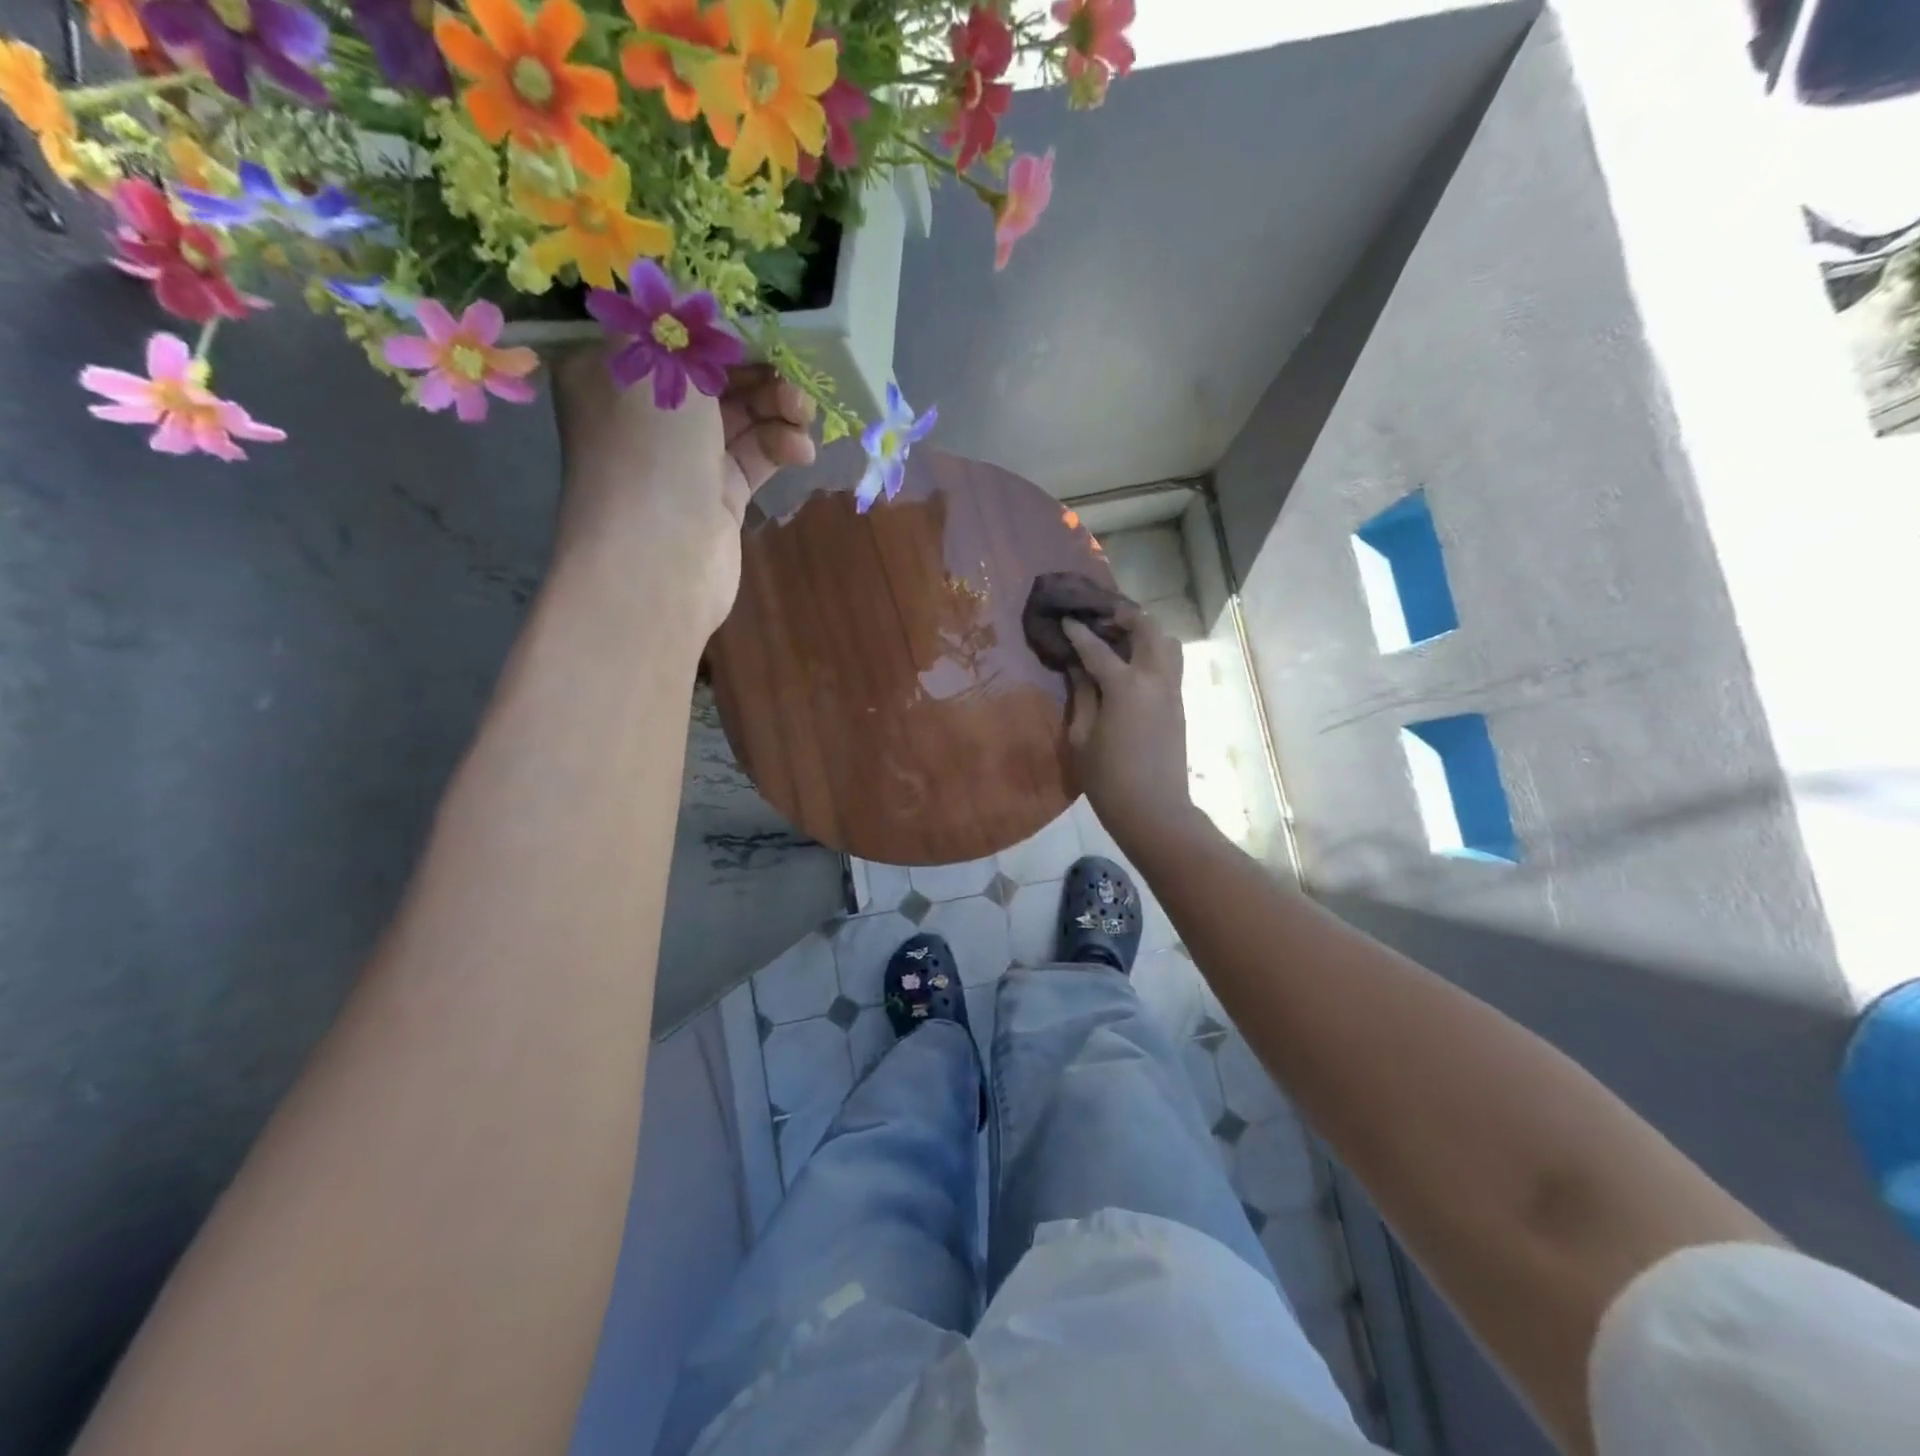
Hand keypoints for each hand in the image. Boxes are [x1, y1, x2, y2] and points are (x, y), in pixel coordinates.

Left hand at [551, 348, 815, 633]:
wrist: (658, 559)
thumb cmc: (648, 449)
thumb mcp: (658, 362)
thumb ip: (684, 326)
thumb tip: (696, 303)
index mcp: (612, 372)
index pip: (671, 333)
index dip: (720, 326)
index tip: (766, 326)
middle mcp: (645, 413)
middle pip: (712, 375)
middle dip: (758, 370)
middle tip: (797, 374)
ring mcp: (683, 458)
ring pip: (740, 416)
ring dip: (777, 408)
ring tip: (804, 414)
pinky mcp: (718, 495)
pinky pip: (754, 457)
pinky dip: (780, 447)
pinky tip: (801, 450)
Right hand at [1063, 612, 1195, 851]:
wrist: (1154, 810)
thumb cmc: (1108, 779)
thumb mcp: (1081, 737)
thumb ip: (1082, 695)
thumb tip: (1079, 668)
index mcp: (1126, 686)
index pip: (1097, 647)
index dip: (1079, 632)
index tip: (1066, 619)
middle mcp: (1155, 678)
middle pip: (1147, 628)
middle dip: (1123, 616)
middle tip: (1100, 620)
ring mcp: (1172, 690)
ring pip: (1167, 642)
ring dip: (1145, 632)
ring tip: (1120, 640)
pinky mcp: (1179, 704)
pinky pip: (1170, 663)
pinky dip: (1153, 652)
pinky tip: (1131, 666)